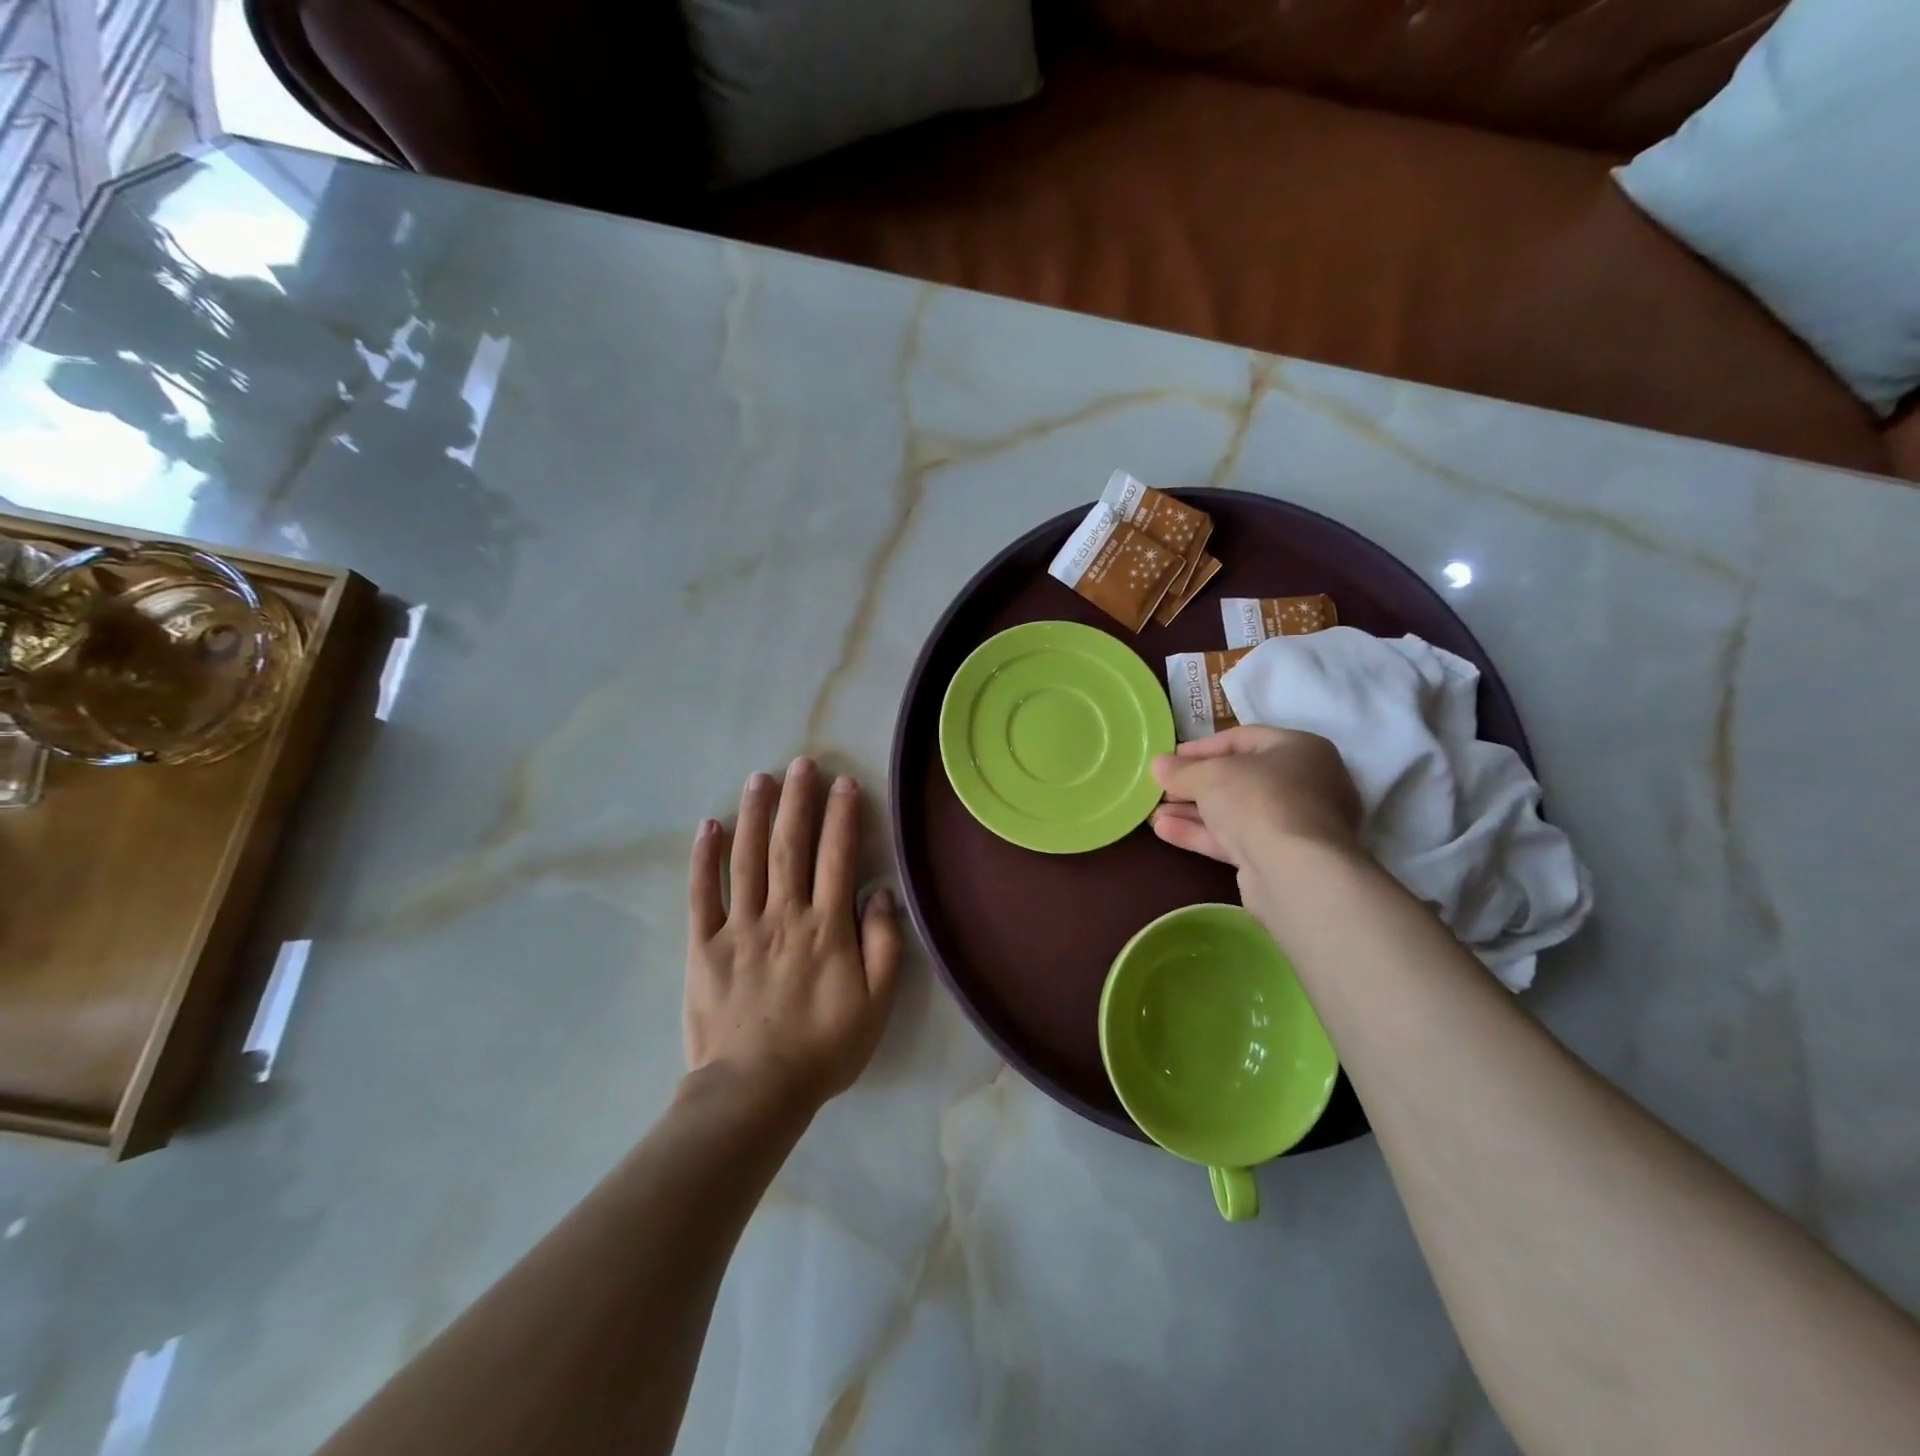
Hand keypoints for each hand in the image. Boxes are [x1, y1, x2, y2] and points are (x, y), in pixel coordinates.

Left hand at [685, 758, 900, 1108]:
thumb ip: (883, 946)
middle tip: (801, 762)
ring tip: (759, 778)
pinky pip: (702, 894)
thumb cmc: (822, 1049)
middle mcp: (784, 915)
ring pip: (747, 858)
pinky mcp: (703, 946)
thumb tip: (880, 893)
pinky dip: (704, 858)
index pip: (837, 857)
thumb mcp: (875, 1006)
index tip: (844, 783)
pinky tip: (708, 826)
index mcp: (826, 928)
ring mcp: (739, 927)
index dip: (842, 816)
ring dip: (754, 814)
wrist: (754, 1093)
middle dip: (797, 800)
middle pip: (790, 846)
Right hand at [1150, 725, 1361, 871]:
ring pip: (1235, 812)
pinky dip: (1202, 833)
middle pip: (1238, 778)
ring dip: (1192, 811)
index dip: (1201, 748)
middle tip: (1160, 789)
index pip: (1242, 739)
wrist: (1295, 871)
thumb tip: (1159, 765)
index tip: (1168, 758)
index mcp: (1300, 749)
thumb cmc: (1258, 801)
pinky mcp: (1280, 858)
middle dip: (1193, 785)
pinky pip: (1236, 838)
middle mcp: (1304, 783)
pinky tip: (1165, 831)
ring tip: (1153, 813)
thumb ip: (1182, 770)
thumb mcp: (1210, 776)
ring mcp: (1294, 824)